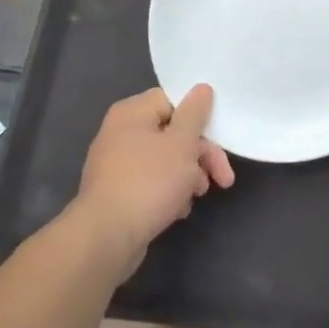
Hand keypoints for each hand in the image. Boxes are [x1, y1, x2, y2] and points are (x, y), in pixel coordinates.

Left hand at [75, 85, 233, 269]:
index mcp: (132, 113)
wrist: (106, 238)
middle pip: (172, 132)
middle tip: (222, 177)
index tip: (219, 136)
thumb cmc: (149, 181)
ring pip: (164, 159)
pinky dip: (169, 191)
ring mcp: (116, 164)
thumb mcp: (182, 143)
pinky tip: (179, 209)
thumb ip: (195, 113)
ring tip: (198, 195)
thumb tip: (201, 88)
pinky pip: (151, 182)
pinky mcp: (117, 193)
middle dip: (200, 154)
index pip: (173, 99)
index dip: (199, 116)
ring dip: (188, 175)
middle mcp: (120, 133)